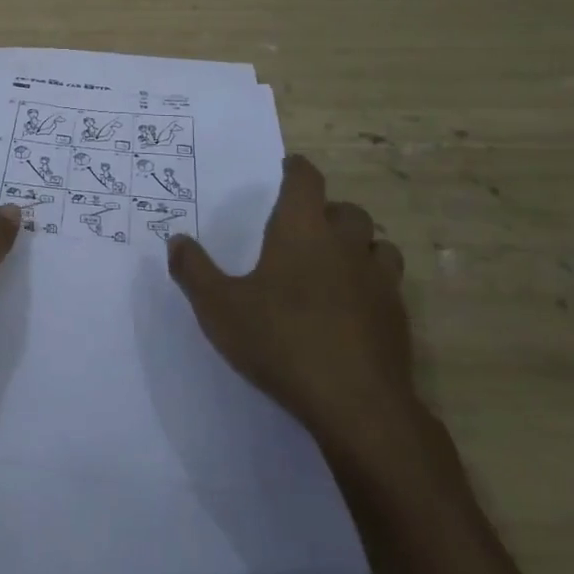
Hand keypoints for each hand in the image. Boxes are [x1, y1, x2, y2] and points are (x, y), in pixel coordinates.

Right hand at [166, 154, 413, 442]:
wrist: (357, 404)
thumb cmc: (280, 342)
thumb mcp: (219, 309)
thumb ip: (194, 272)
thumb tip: (176, 241)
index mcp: (302, 230)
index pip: (306, 179)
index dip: (296, 169)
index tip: (287, 169)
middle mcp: (344, 243)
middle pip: (347, 210)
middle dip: (328, 212)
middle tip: (305, 228)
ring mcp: (378, 279)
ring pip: (377, 244)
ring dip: (359, 246)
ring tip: (337, 264)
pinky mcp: (398, 315)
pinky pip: (389, 283)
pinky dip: (373, 284)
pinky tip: (355, 307)